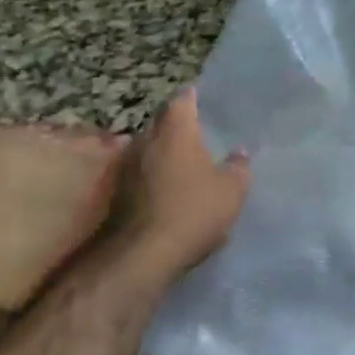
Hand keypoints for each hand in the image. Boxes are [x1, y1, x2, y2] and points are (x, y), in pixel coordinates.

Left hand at [103, 88, 249, 280]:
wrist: (139, 256)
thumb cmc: (192, 210)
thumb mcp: (231, 190)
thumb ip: (238, 167)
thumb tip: (240, 152)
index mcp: (175, 129)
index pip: (182, 99)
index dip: (193, 98)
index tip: (204, 101)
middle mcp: (145, 139)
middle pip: (161, 122)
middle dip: (177, 126)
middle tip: (199, 134)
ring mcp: (125, 166)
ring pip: (147, 149)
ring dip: (162, 153)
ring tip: (184, 164)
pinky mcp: (114, 193)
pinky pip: (138, 175)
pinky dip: (151, 177)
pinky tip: (166, 191)